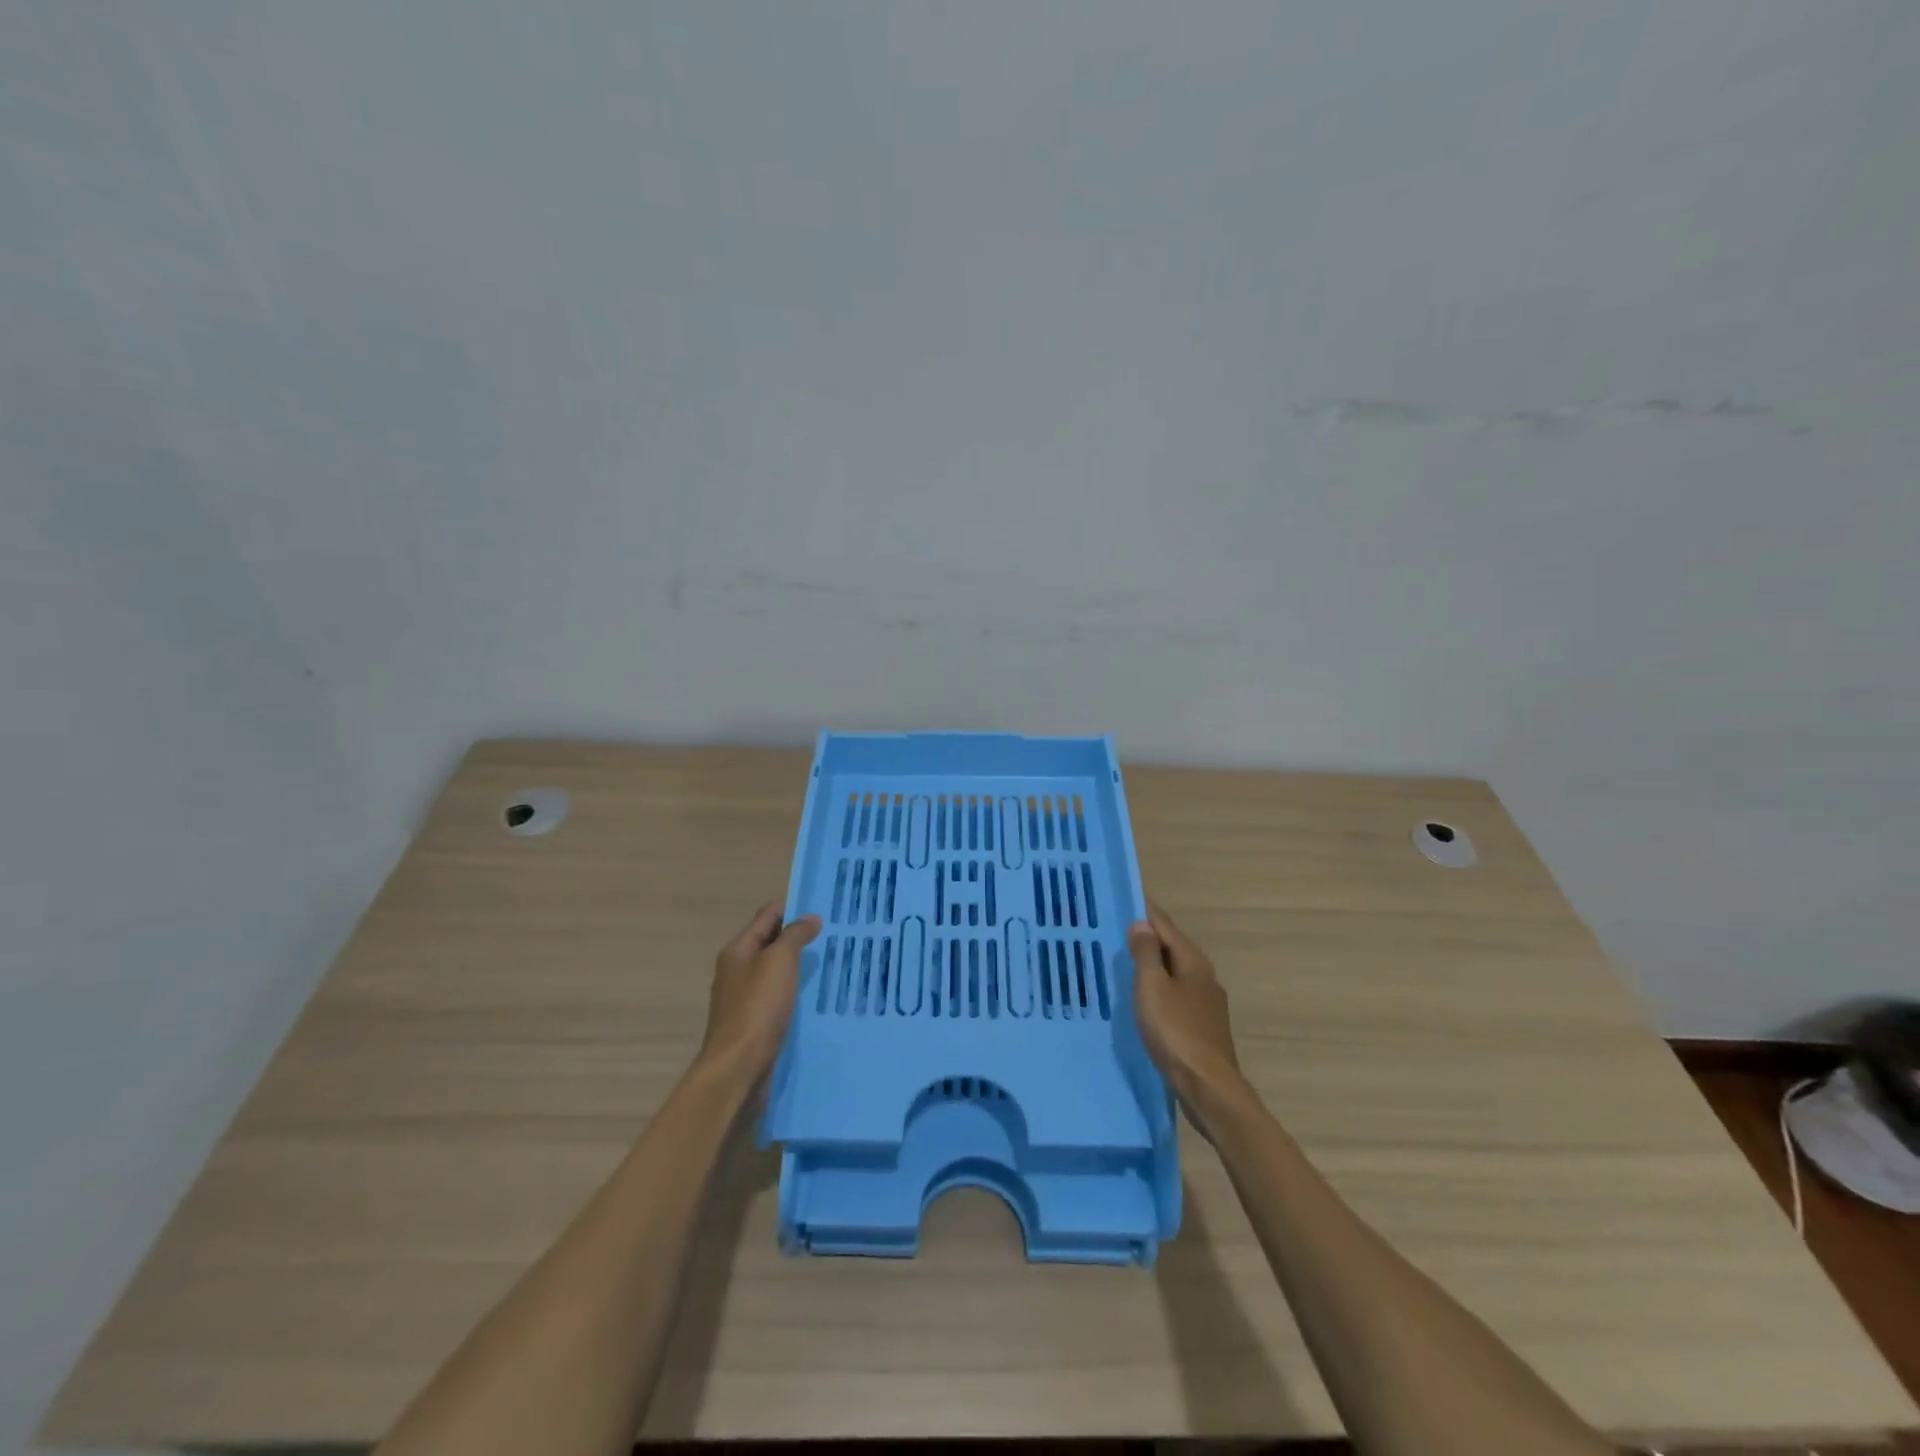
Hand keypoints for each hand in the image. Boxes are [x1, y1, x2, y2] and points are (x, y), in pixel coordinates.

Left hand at [698, 903, 821, 1086]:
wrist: (738, 1068)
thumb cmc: (757, 1008)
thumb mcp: (779, 961)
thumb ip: (794, 935)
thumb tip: (809, 918)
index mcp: (737, 951)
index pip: (767, 916)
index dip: (792, 907)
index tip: (824, 906)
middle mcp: (737, 971)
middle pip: (770, 943)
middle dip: (798, 936)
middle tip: (834, 934)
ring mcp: (743, 999)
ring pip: (775, 972)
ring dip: (798, 966)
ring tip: (831, 962)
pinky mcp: (754, 1024)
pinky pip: (778, 998)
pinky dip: (795, 992)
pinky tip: (816, 996)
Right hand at [1130, 901, 1246, 1113]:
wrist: (1208, 1087)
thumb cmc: (1176, 1032)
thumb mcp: (1152, 988)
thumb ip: (1146, 954)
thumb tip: (1141, 924)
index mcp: (1193, 961)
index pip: (1165, 924)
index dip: (1145, 910)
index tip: (1125, 896)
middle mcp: (1204, 976)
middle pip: (1172, 946)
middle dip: (1148, 935)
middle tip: (1117, 926)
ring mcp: (1206, 1003)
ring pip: (1174, 971)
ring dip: (1153, 962)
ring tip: (1125, 959)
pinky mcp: (1202, 1026)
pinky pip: (1175, 994)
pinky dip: (1158, 986)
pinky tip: (1144, 996)